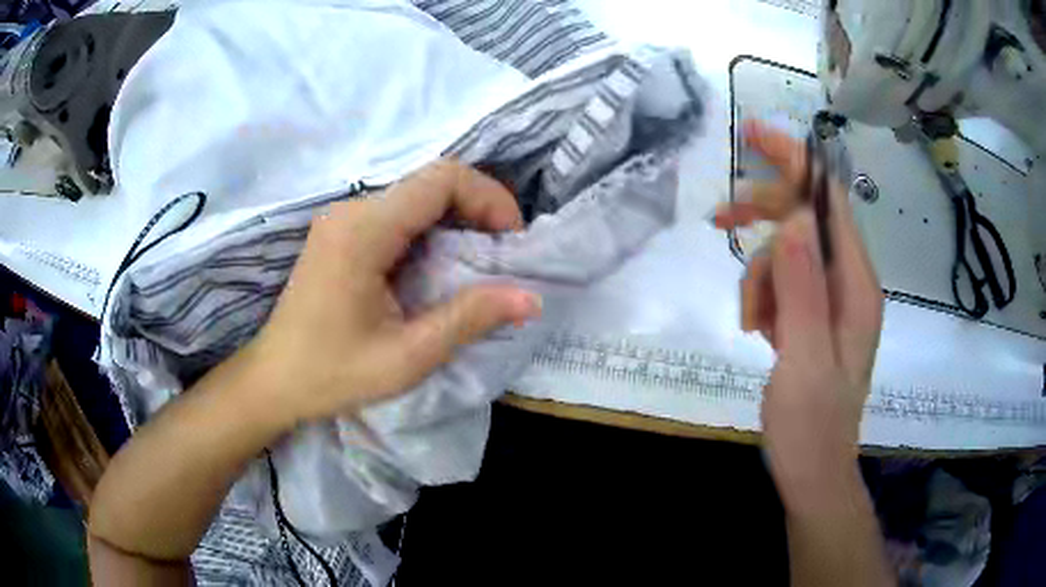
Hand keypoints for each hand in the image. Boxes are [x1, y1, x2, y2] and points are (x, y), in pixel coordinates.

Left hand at [247, 159, 542, 424]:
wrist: (274, 380)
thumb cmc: (332, 374)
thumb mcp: (407, 357)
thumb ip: (469, 319)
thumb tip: (532, 298)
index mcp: (363, 231)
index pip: (441, 178)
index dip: (488, 197)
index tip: (511, 241)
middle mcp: (352, 210)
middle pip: (431, 181)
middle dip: (478, 209)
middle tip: (502, 255)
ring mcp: (343, 218)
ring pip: (417, 195)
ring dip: (457, 219)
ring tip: (479, 264)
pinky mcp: (342, 232)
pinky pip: (399, 214)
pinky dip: (432, 230)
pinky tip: (440, 267)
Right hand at [715, 121, 882, 502]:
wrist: (813, 472)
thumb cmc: (812, 427)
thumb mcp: (804, 362)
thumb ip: (804, 290)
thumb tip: (796, 218)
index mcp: (856, 287)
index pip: (829, 201)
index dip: (796, 162)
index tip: (755, 134)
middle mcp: (849, 282)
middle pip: (805, 218)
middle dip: (763, 218)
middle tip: (719, 223)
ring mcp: (831, 299)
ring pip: (787, 253)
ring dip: (759, 277)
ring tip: (752, 323)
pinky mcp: (814, 315)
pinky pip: (784, 282)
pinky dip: (763, 296)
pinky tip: (759, 330)